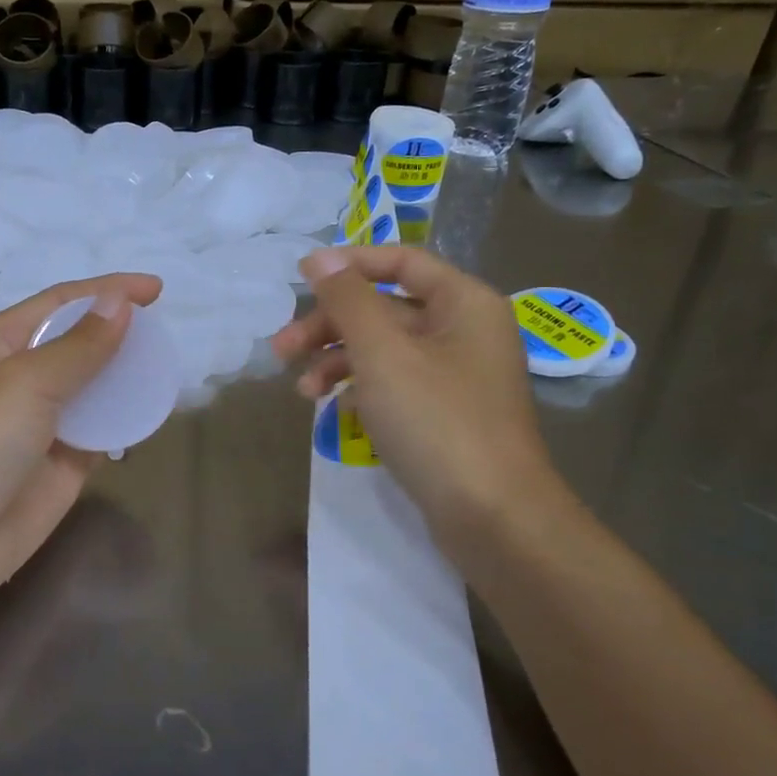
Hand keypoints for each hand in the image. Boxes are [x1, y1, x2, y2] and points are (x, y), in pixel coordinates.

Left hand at [0, 272, 163, 631]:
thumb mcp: (26, 383)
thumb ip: (80, 345)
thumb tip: (119, 302)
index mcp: (0, 343)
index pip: (62, 303)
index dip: (108, 290)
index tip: (157, 290)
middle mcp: (20, 377)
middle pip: (79, 342)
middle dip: (119, 333)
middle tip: (165, 334)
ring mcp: (40, 423)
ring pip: (92, 387)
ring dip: (126, 377)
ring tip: (167, 369)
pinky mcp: (60, 464)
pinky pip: (100, 431)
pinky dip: (124, 420)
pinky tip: (151, 413)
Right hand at [271, 245, 562, 554]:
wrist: (494, 518)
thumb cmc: (437, 422)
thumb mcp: (382, 353)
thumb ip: (348, 300)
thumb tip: (318, 257)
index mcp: (463, 303)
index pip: (400, 260)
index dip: (348, 264)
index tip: (300, 278)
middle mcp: (464, 331)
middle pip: (385, 308)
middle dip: (330, 325)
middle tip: (282, 349)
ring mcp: (456, 375)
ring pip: (384, 349)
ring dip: (337, 360)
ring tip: (302, 390)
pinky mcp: (444, 413)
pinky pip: (394, 383)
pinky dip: (360, 388)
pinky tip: (334, 408)